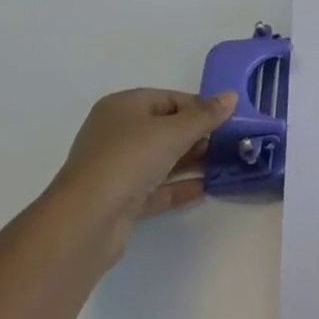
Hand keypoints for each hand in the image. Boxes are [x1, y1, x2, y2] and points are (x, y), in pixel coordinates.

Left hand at [48, 88, 237, 259]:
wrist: (86, 222)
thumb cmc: (129, 159)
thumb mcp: (174, 131)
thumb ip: (205, 115)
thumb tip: (231, 96)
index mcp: (123, 107)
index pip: (169, 99)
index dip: (199, 107)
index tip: (226, 119)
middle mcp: (116, 133)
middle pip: (164, 128)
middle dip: (196, 135)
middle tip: (227, 143)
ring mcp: (115, 169)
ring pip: (160, 159)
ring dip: (190, 161)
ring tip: (222, 164)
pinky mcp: (118, 201)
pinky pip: (154, 188)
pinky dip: (177, 186)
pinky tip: (204, 188)